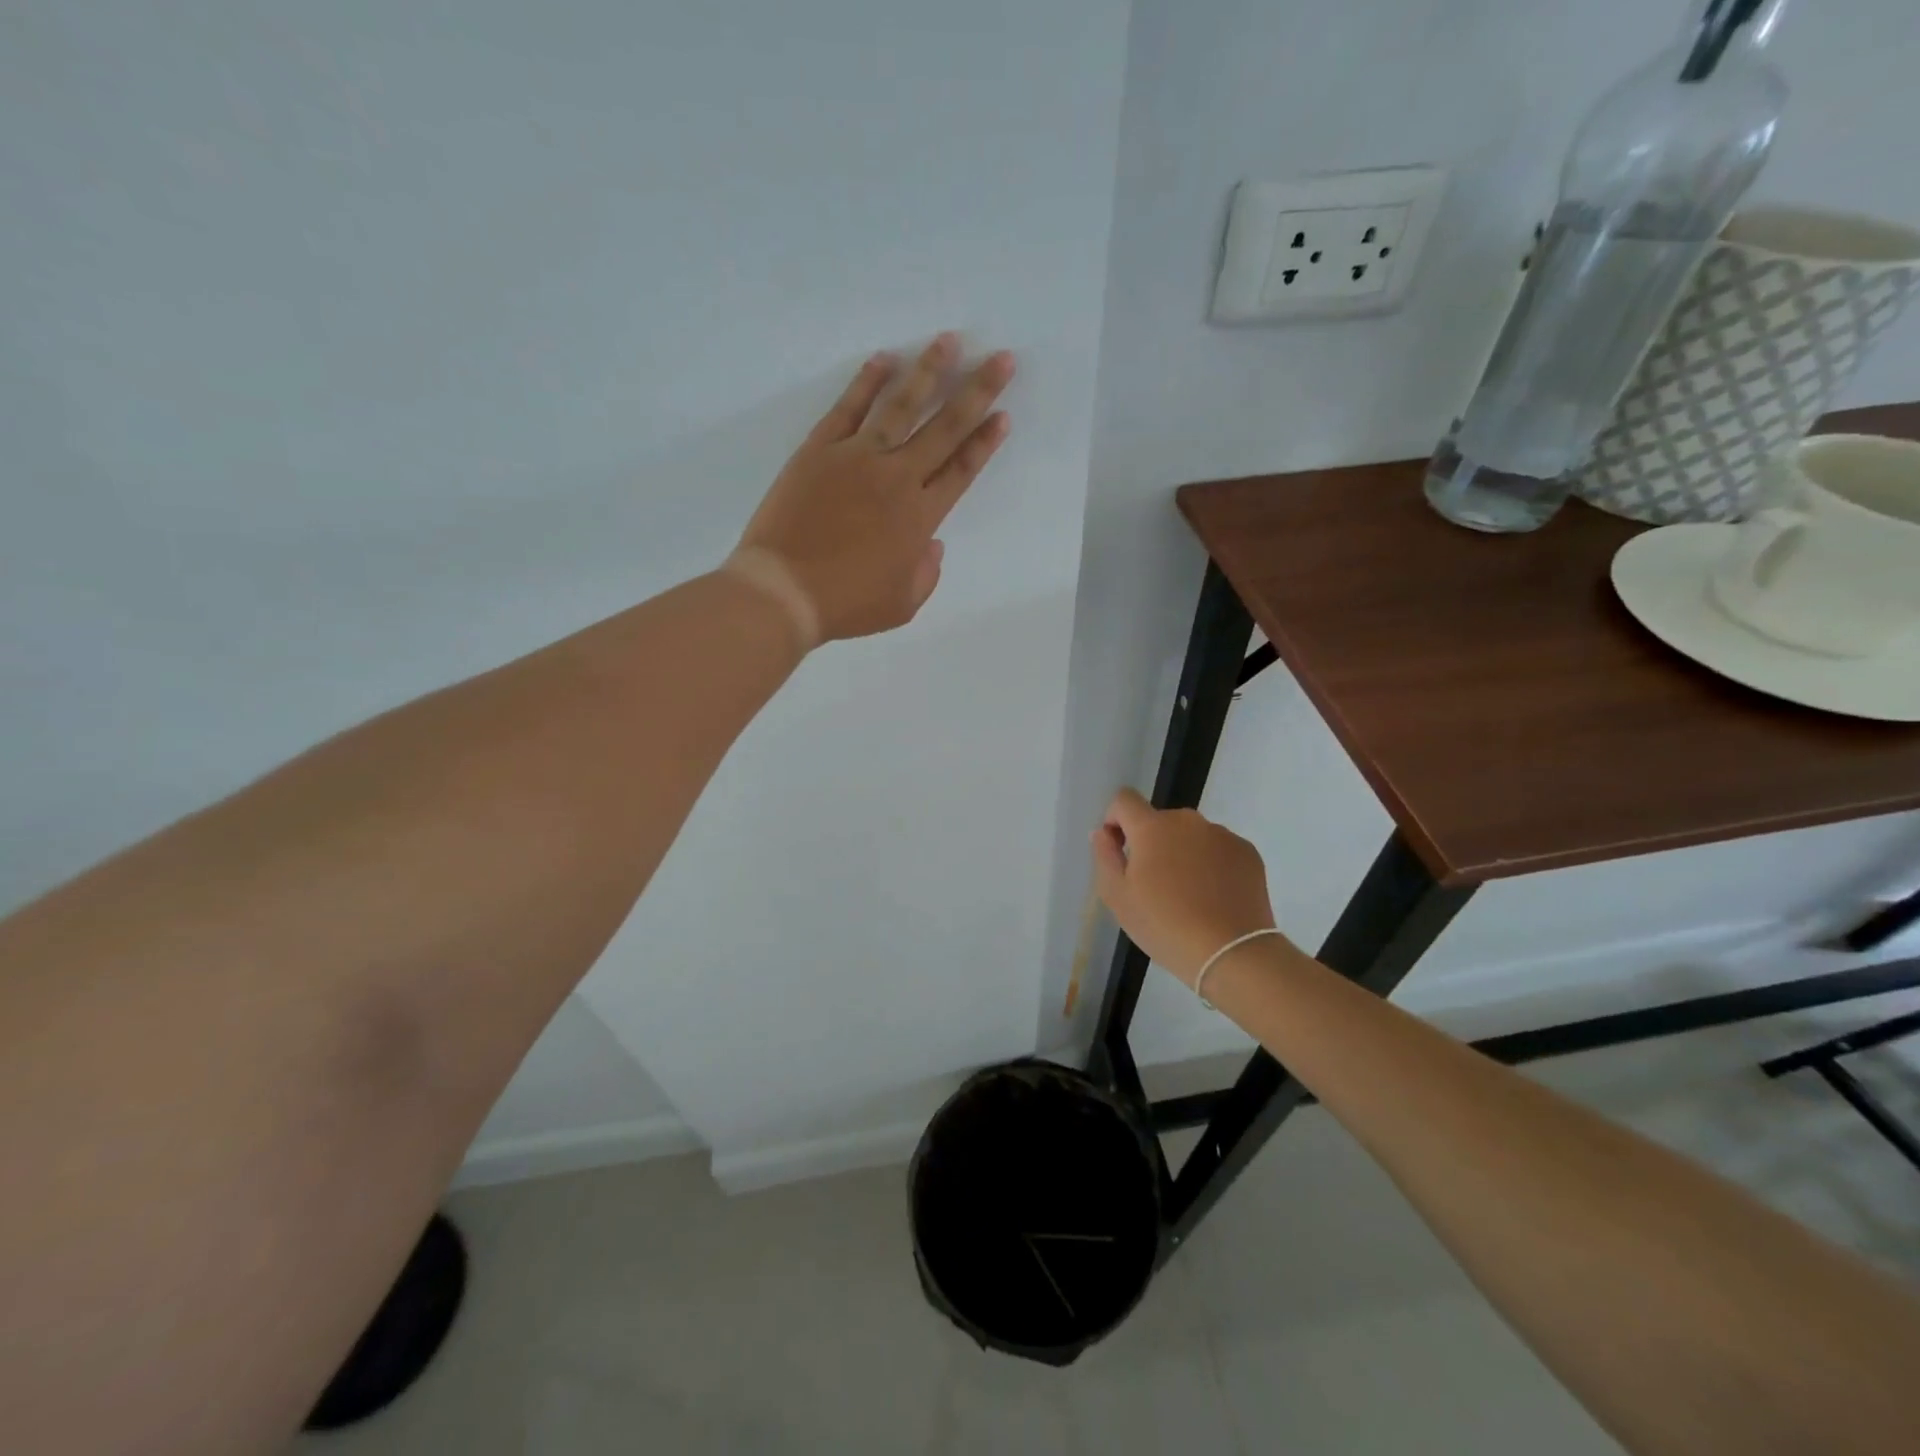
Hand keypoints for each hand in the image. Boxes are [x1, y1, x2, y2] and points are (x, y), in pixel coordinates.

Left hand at [735, 334, 1014, 642]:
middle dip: (977, 392)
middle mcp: (897, 478)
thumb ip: (927, 572)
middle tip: (1000, 358)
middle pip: (944, 428)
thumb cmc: (846, 604)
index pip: (962, 470)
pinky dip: (867, 382)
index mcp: (920, 518)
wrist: (784, 591)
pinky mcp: (820, 450)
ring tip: (948, 341)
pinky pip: (848, 408)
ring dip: (928, 371)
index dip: (985, 442)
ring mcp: (857, 458)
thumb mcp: (903, 605)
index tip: (1003, 414)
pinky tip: (884, 359)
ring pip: (901, 406)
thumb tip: (932, 544)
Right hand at [1090, 788, 1279, 987]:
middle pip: (1159, 820)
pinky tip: (1213, 897)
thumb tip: (1103, 832)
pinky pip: (1218, 849)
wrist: (1231, 953)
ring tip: (1188, 895)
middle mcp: (1188, 821)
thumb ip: (1105, 855)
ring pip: (1190, 836)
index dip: (1115, 820)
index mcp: (1152, 827)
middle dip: (1152, 843)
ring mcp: (1222, 835)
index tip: (1120, 850)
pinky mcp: (1247, 852)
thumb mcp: (1117, 897)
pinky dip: (1211, 865)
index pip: (1124, 800)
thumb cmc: (1164, 925)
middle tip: (1154, 885)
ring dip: (1182, 853)